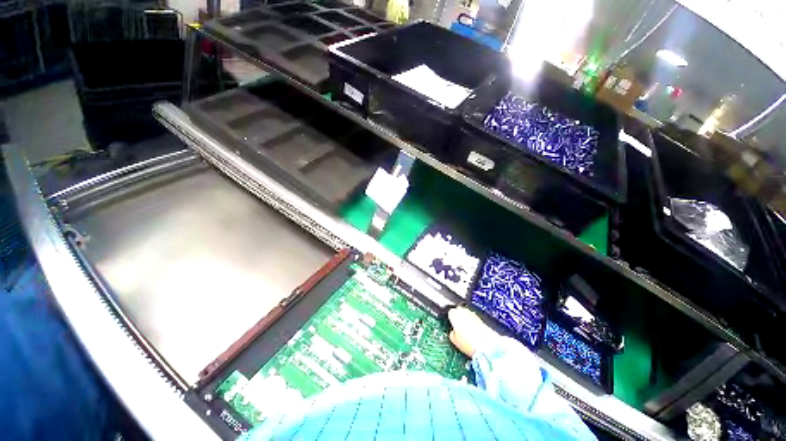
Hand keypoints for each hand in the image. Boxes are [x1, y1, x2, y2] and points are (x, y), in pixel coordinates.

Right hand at [448, 306, 495, 357]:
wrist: (483, 346)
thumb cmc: (467, 343)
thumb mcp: (454, 340)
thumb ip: (451, 333)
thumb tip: (453, 331)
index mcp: (455, 315)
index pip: (450, 312)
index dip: (451, 317)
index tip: (451, 322)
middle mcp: (463, 312)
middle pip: (458, 309)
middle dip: (458, 315)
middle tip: (458, 323)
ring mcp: (472, 314)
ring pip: (466, 312)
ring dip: (465, 317)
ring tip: (465, 326)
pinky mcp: (479, 318)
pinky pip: (473, 316)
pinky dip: (471, 320)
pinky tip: (472, 328)